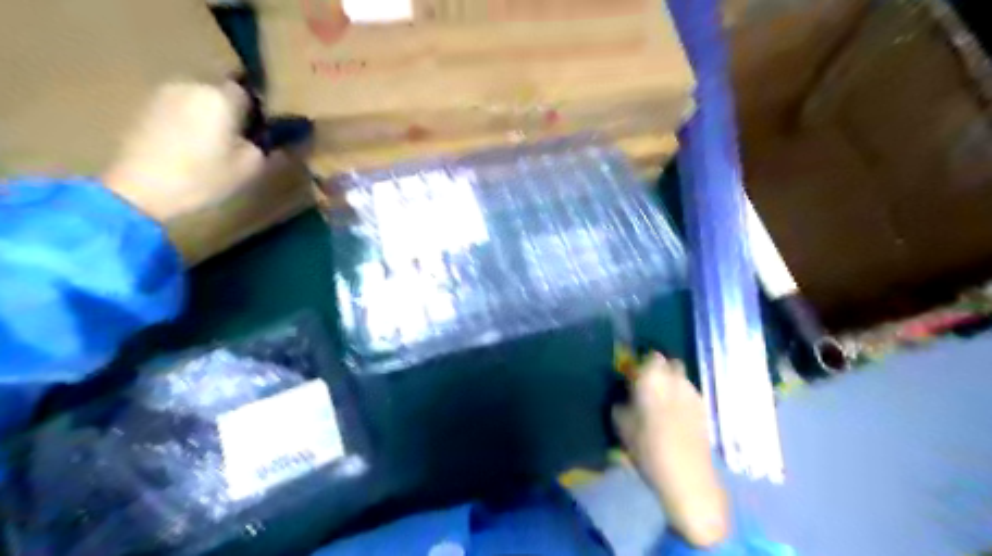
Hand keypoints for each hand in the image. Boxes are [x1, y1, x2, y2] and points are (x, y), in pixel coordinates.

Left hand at [103, 80, 265, 224]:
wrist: (139, 192)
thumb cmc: (204, 178)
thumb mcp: (251, 168)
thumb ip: (265, 146)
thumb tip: (266, 138)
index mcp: (220, 97)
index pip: (246, 94)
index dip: (255, 113)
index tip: (259, 135)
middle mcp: (189, 86)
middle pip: (219, 96)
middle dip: (229, 115)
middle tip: (236, 145)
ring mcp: (160, 96)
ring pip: (196, 104)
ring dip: (206, 120)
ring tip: (210, 150)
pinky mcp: (141, 110)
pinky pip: (176, 112)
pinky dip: (185, 126)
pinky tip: (186, 151)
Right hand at [613, 354, 726, 544]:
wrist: (686, 476)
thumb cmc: (647, 446)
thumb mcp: (620, 423)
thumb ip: (621, 401)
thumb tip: (624, 394)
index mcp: (652, 376)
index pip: (649, 355)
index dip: (641, 362)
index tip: (632, 373)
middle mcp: (675, 378)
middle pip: (669, 362)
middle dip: (659, 368)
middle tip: (646, 384)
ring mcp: (693, 392)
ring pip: (681, 378)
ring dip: (671, 383)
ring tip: (660, 401)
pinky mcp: (704, 409)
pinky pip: (689, 393)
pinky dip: (681, 398)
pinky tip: (674, 415)